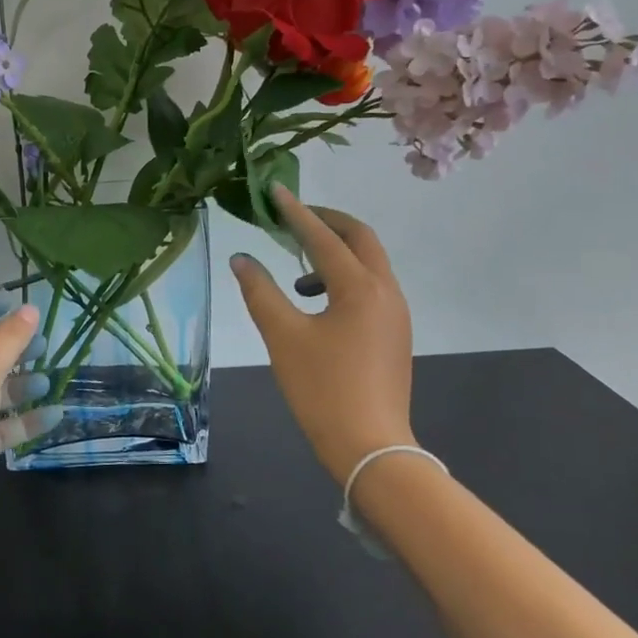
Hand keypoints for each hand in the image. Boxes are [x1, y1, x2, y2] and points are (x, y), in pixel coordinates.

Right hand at [228, 188, 416, 483]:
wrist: (370, 446)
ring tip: (297, 274)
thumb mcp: (282, 337)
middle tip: (293, 218)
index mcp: (359, 287)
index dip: (296, 213)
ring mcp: (396, 313)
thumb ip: (260, 292)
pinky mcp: (395, 333)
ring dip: (335, 254)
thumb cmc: (322, 389)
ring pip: (369, 264)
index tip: (275, 191)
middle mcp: (385, 291)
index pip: (323, 237)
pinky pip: (371, 288)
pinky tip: (317, 306)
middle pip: (360, 238)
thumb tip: (241, 259)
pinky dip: (344, 280)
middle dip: (327, 223)